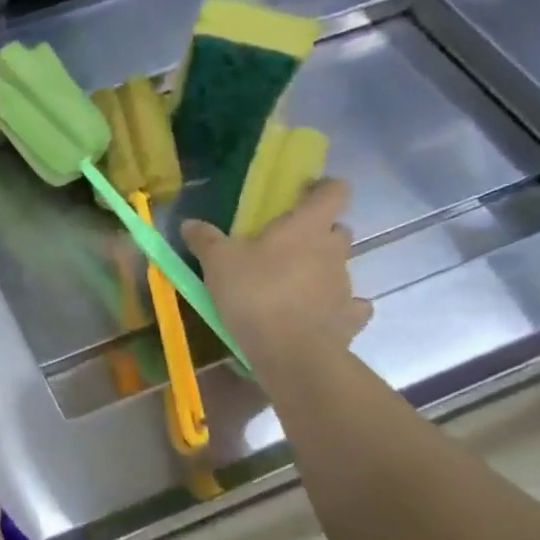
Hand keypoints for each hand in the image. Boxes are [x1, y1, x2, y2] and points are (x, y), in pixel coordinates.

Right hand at [182, 178, 371, 375]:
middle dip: (318, 234)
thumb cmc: (255, 292)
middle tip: (286, 246)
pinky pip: (349, 306)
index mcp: (307, 226)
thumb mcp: (217, 262)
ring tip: (290, 287)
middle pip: (338, 230)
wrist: (290, 351)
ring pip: (339, 267)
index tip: (305, 193)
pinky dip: (336, 307)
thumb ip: (205, 239)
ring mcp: (346, 285)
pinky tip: (314, 314)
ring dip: (320, 271)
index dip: (324, 188)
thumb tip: (189, 223)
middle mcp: (334, 250)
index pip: (334, 191)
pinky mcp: (350, 318)